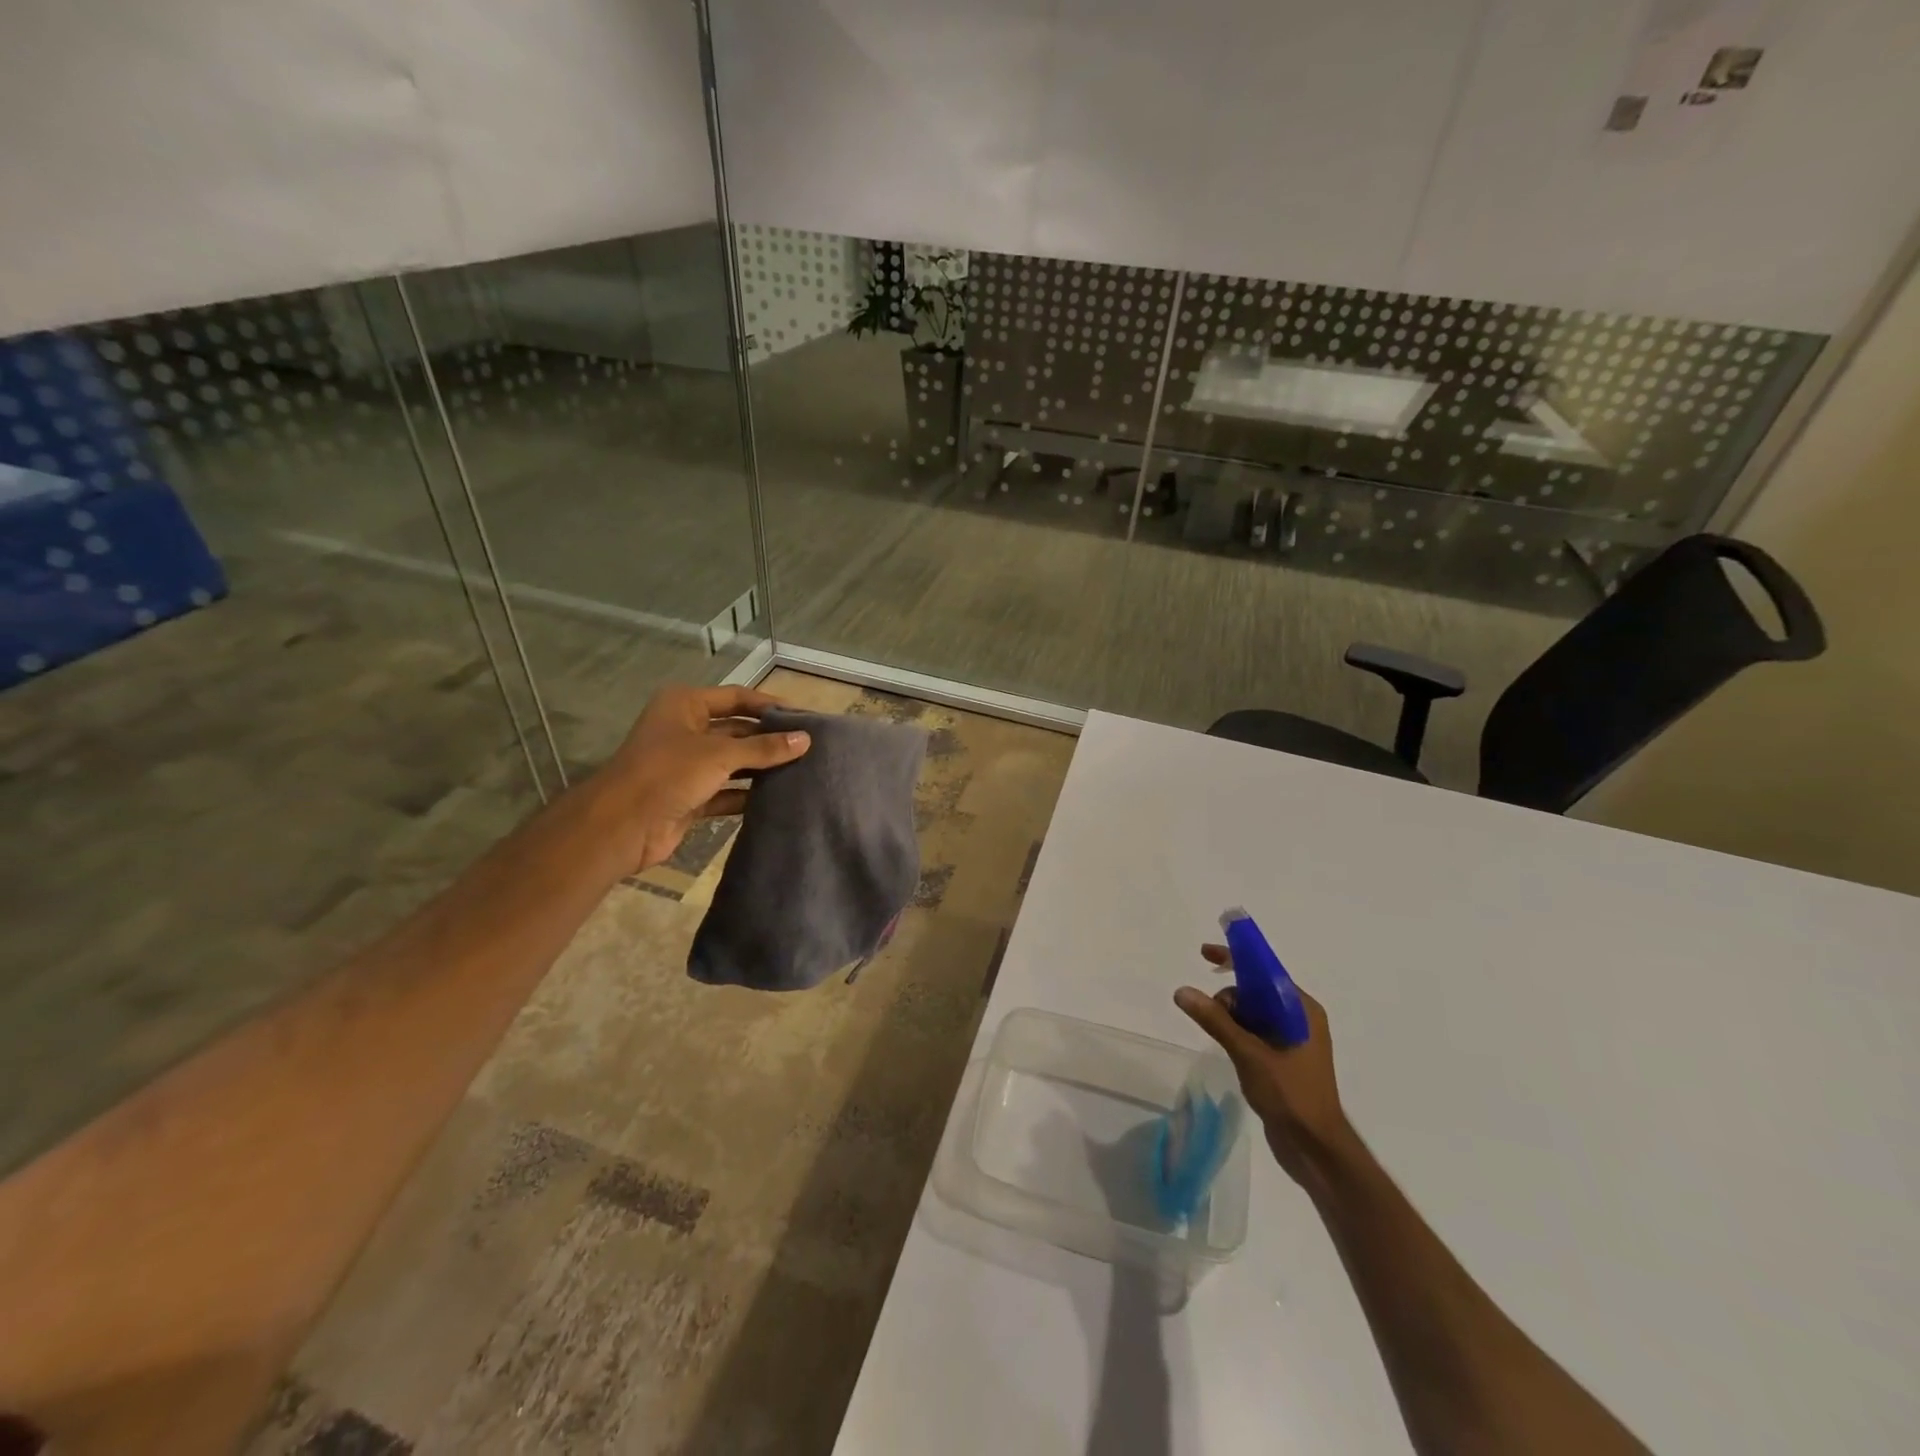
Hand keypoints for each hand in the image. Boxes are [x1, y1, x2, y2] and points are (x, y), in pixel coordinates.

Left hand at [594, 685, 810, 873]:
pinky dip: (748, 795)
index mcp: (685, 705)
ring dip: (762, 768)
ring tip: (802, 771)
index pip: (737, 697)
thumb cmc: (668, 773)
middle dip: (770, 739)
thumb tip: (806, 740)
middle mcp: (686, 730)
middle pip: (737, 730)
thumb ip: (764, 748)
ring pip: (733, 762)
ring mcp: (687, 765)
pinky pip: (727, 791)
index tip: (804, 717)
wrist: (621, 826)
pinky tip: (778, 798)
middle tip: (810, 747)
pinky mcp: (690, 797)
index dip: (769, 706)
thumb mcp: (720, 755)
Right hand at [1175, 945, 1351, 1184]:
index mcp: (1302, 1009)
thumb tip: (1182, 991)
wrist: (1315, 1150)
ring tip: (1221, 1038)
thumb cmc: (1290, 1095)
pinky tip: (1227, 1047)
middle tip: (1211, 1016)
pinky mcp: (1284, 1059)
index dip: (1235, 958)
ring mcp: (1293, 1040)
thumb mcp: (1249, 1054)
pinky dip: (1238, 1032)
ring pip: (1253, 1012)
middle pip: (1256, 990)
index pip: (1264, 970)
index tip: (1204, 953)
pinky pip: (1255, 1032)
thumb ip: (1216, 1020)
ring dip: (1231, 1017)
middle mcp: (1300, 1018)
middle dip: (1230, 997)